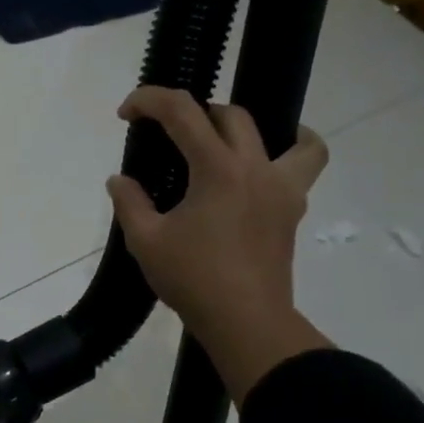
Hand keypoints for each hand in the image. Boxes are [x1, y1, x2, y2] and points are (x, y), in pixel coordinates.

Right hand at [105, 87, 332, 404]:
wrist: (245, 322)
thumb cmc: (193, 279)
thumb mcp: (145, 241)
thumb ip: (129, 202)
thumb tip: (120, 181)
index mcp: (218, 169)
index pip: (183, 112)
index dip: (150, 100)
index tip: (126, 113)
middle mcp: (256, 168)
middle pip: (229, 115)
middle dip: (192, 111)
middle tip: (165, 133)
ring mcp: (282, 188)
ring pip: (286, 135)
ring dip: (252, 129)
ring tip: (227, 141)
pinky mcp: (291, 210)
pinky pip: (303, 167)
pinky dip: (289, 154)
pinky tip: (260, 171)